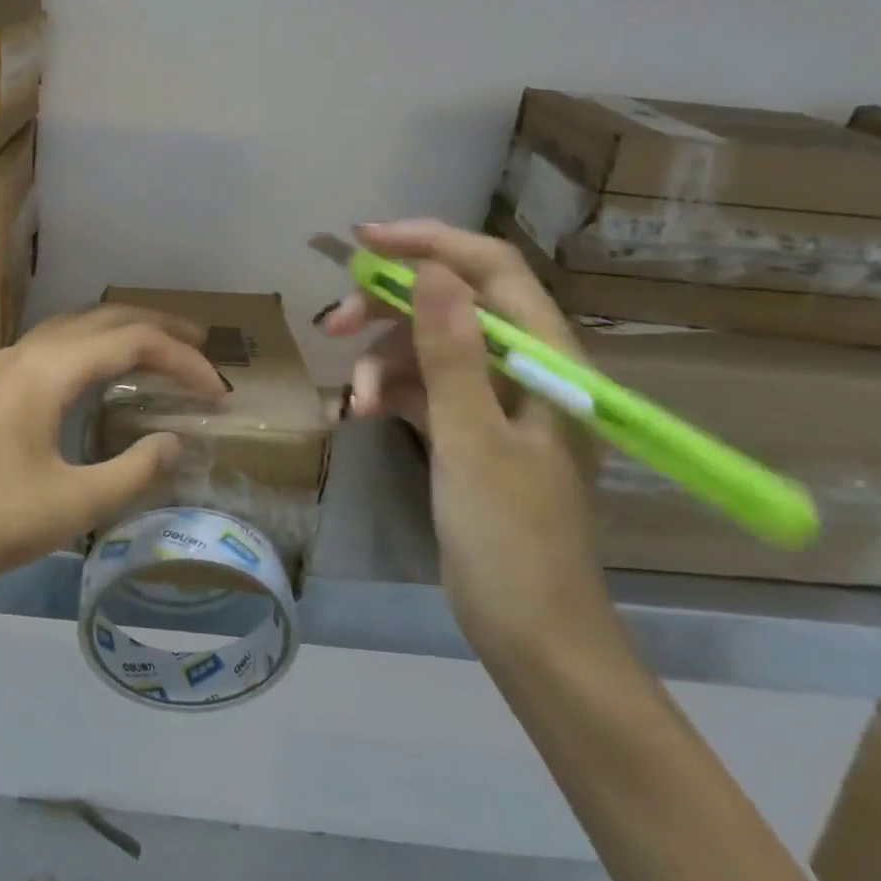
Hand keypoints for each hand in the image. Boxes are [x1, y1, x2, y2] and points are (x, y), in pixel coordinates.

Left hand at [0, 304, 226, 612]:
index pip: (133, 341)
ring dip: (122, 332)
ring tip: (161, 351)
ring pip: (75, 327)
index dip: (184, 360)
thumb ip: (133, 470)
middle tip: (203, 347)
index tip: (219, 392)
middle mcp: (27, 353)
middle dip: (158, 327)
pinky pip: (55, 346)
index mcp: (49, 369)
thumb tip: (174, 441)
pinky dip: (92, 347)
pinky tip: (101, 375)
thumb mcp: (72, 505)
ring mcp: (3, 366)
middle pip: (104, 318)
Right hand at [321, 221, 618, 661]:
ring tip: (351, 401)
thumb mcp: (472, 439)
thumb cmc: (510, 539)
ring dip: (381, 363)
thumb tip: (432, 269)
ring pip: (427, 348)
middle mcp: (524, 369)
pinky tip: (355, 413)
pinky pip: (420, 389)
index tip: (364, 243)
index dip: (430, 244)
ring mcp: (494, 401)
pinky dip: (387, 394)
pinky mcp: (469, 431)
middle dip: (387, 309)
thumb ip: (452, 351)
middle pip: (449, 305)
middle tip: (333, 325)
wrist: (532, 637)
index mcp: (547, 361)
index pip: (492, 270)